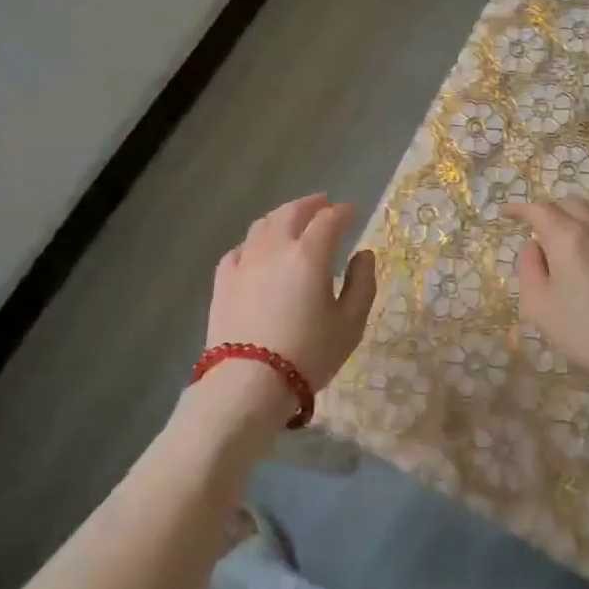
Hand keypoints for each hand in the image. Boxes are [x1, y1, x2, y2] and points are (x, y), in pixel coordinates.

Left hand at [204, 195, 377, 422]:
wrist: (248, 384)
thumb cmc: (308, 354)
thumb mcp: (350, 324)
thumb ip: (362, 284)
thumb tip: (364, 255)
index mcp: (309, 254)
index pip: (329, 219)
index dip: (343, 212)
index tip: (352, 212)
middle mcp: (275, 247)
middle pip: (292, 212)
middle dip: (311, 204)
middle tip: (323, 204)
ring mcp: (245, 261)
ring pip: (263, 225)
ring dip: (282, 216)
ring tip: (292, 221)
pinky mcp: (223, 280)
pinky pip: (241, 248)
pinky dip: (256, 242)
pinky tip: (259, 251)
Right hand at [508, 199, 588, 411]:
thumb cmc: (588, 333)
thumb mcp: (540, 307)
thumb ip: (529, 269)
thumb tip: (532, 247)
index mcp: (568, 238)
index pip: (539, 210)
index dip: (519, 209)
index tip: (505, 213)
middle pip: (568, 203)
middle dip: (547, 210)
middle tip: (535, 229)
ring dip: (575, 213)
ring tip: (566, 231)